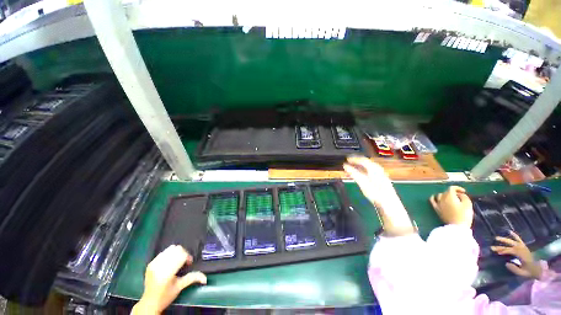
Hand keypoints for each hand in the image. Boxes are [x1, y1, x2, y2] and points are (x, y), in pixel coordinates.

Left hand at [132, 245, 206, 313]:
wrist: (149, 302)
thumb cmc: (166, 296)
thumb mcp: (180, 287)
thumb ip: (193, 278)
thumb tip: (205, 278)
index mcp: (167, 273)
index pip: (182, 255)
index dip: (188, 257)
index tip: (189, 263)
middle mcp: (159, 266)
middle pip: (177, 250)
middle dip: (183, 254)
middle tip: (184, 262)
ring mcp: (154, 264)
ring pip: (170, 248)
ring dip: (176, 253)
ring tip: (177, 261)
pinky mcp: (150, 263)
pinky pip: (163, 252)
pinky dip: (169, 254)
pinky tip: (169, 262)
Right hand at [343, 156, 413, 235]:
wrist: (391, 207)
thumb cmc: (377, 195)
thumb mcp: (364, 184)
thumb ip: (354, 174)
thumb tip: (345, 166)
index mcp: (375, 170)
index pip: (364, 160)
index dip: (355, 158)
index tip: (346, 158)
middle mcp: (378, 171)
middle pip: (367, 162)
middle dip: (357, 161)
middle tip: (348, 161)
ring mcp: (381, 176)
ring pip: (369, 167)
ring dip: (360, 166)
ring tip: (352, 167)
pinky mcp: (381, 182)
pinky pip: (370, 172)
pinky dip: (363, 171)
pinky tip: (360, 174)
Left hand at [429, 186, 472, 226]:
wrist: (457, 226)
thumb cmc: (464, 215)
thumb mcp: (468, 204)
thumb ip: (464, 197)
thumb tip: (460, 194)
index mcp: (449, 196)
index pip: (451, 188)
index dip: (458, 188)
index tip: (464, 192)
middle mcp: (442, 198)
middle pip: (446, 192)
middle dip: (454, 193)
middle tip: (461, 197)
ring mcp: (438, 203)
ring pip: (440, 195)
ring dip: (446, 195)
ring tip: (452, 199)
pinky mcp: (436, 209)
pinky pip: (432, 200)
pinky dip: (433, 197)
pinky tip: (435, 197)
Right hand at [491, 231, 541, 279]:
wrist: (539, 270)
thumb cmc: (530, 272)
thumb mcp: (522, 273)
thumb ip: (514, 269)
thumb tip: (506, 263)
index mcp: (523, 256)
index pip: (511, 251)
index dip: (504, 251)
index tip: (497, 252)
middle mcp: (523, 250)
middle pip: (512, 245)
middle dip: (503, 243)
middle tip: (493, 243)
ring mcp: (524, 247)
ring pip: (514, 242)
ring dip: (505, 240)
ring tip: (497, 238)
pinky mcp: (524, 247)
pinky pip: (519, 240)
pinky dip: (514, 235)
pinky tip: (509, 232)